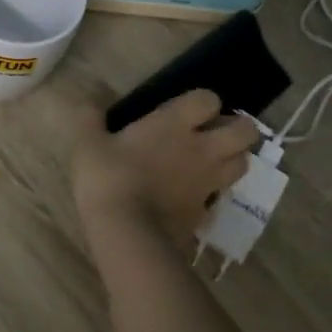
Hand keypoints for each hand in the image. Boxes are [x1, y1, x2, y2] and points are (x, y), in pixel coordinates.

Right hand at [72, 89, 258, 244]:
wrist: (126, 232)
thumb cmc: (108, 178)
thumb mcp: (88, 145)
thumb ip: (89, 120)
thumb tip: (86, 104)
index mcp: (175, 123)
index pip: (209, 99)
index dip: (203, 102)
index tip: (188, 110)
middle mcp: (201, 148)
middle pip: (245, 131)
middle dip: (236, 129)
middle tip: (214, 133)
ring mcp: (208, 182)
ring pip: (243, 164)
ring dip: (233, 160)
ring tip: (212, 163)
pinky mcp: (205, 213)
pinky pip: (219, 198)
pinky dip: (213, 195)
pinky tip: (194, 197)